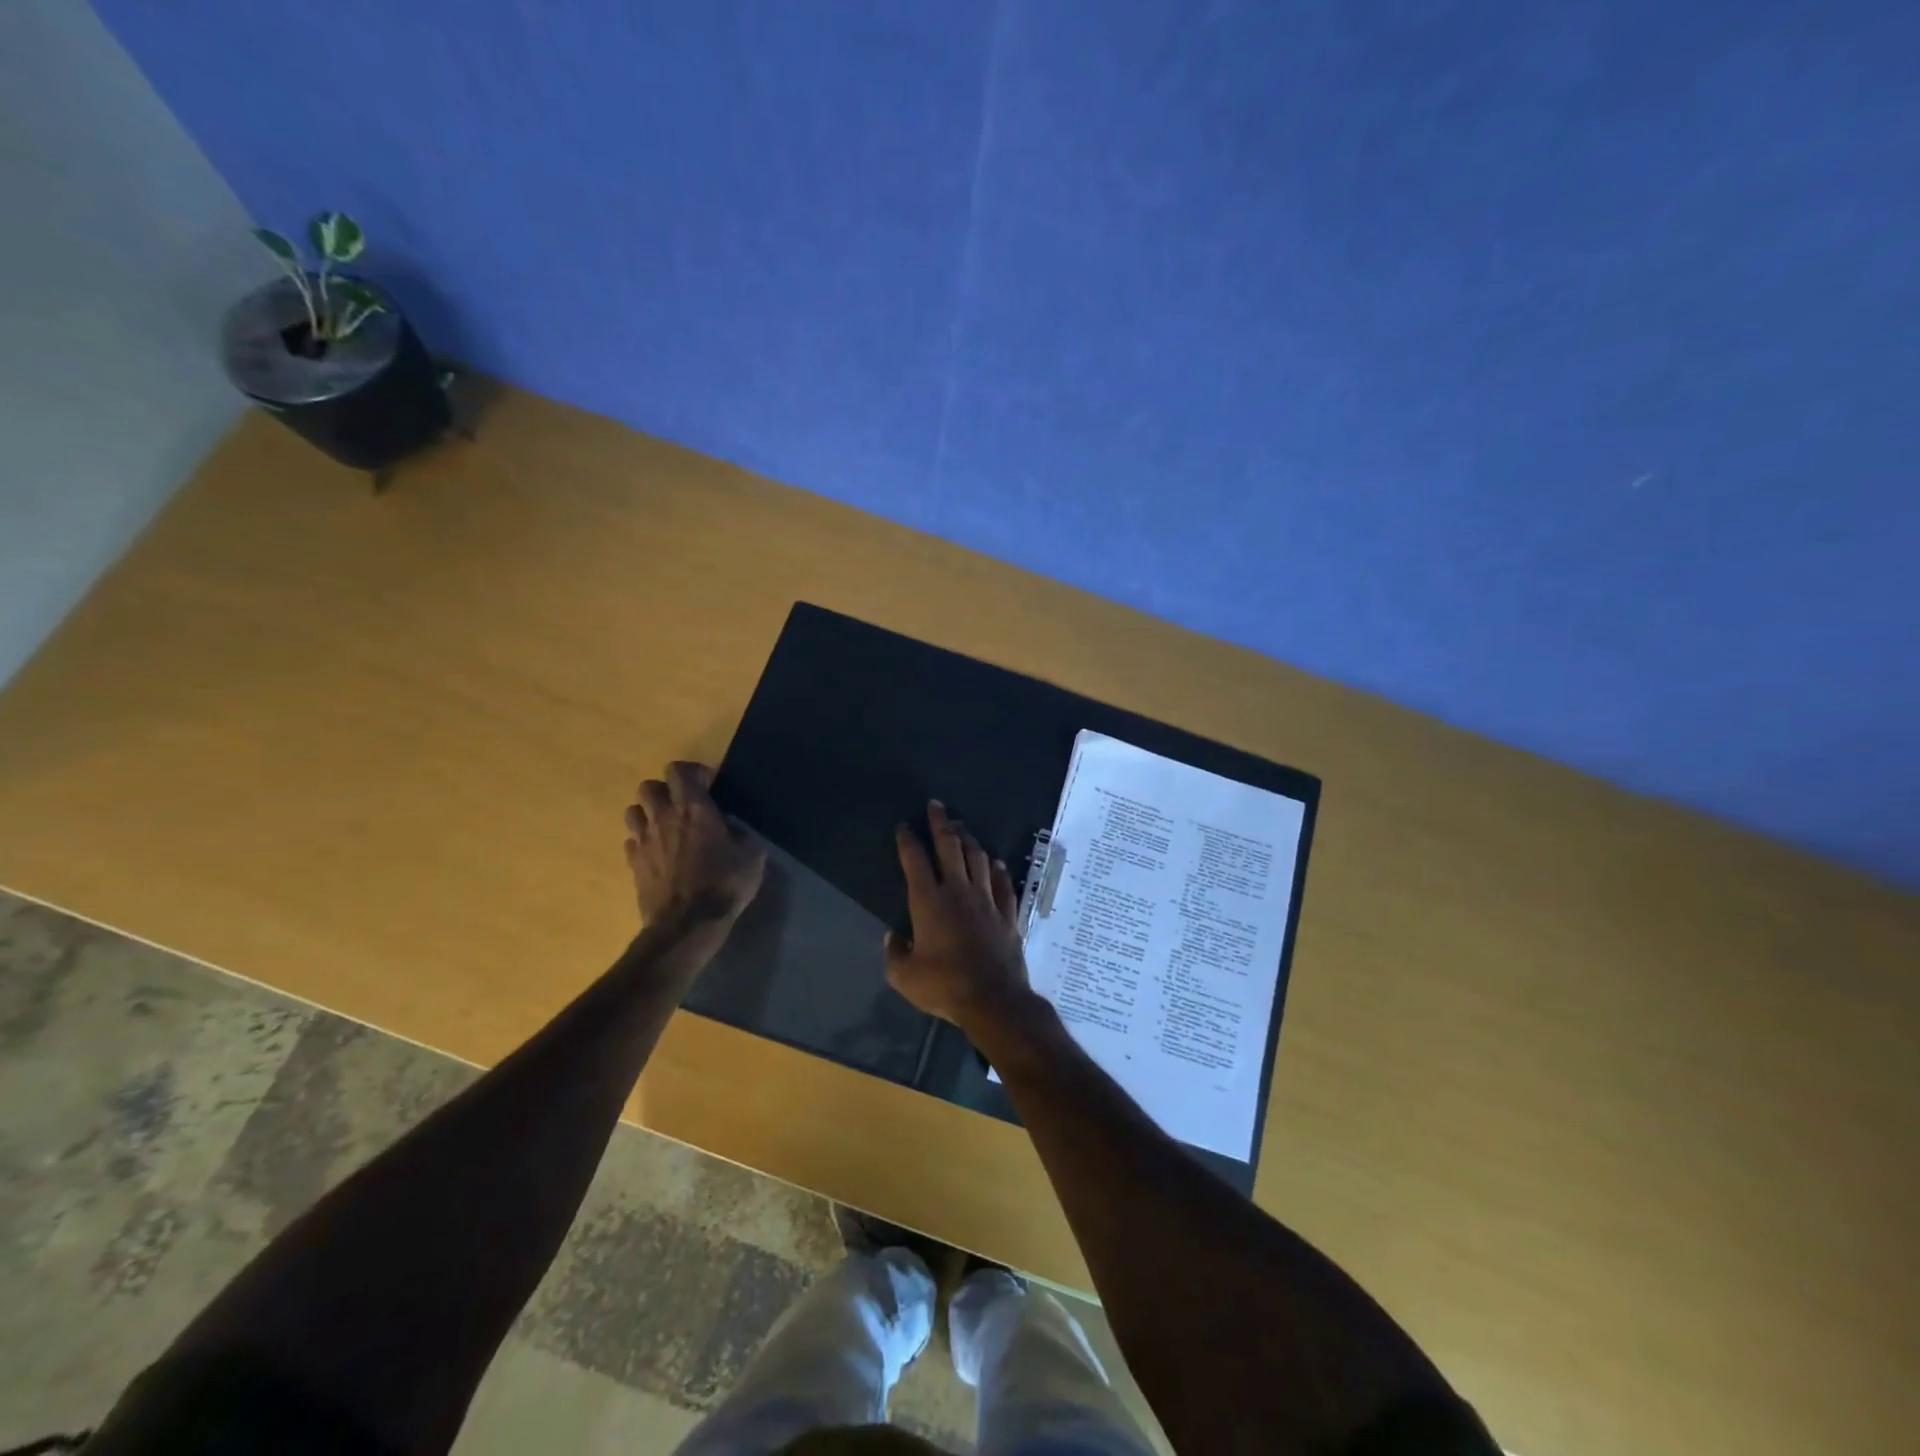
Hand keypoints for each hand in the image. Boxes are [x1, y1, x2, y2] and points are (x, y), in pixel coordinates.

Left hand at [624, 762, 765, 927]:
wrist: (687, 924)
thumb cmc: (724, 885)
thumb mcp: (752, 856)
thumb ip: (743, 834)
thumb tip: (734, 827)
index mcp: (694, 809)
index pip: (679, 770)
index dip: (693, 772)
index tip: (709, 786)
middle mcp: (664, 817)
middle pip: (649, 786)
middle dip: (665, 790)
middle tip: (683, 805)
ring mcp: (644, 840)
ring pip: (633, 811)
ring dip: (648, 813)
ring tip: (666, 827)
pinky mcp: (632, 864)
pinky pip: (630, 841)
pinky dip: (642, 841)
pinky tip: (657, 853)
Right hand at [885, 800, 1035, 1029]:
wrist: (993, 998)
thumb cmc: (943, 985)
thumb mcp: (904, 976)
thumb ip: (895, 953)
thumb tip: (894, 937)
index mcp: (928, 901)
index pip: (915, 860)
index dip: (908, 840)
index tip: (904, 825)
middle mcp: (958, 891)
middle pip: (949, 847)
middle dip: (941, 823)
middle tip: (937, 806)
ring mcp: (986, 900)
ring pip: (978, 858)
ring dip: (969, 839)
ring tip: (962, 827)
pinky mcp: (1007, 913)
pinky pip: (1003, 884)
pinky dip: (997, 870)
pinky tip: (996, 863)